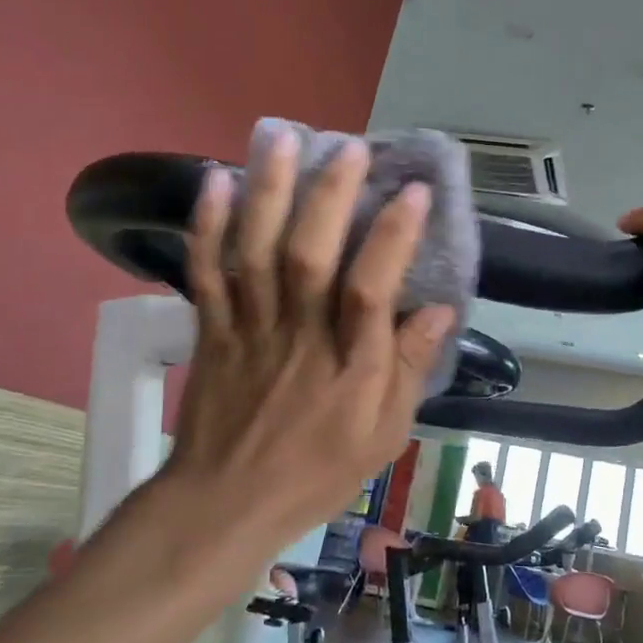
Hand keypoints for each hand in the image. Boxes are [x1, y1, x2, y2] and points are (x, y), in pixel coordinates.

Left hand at [157, 126, 454, 545]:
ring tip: (282, 139)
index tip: (415, 192)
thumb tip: (438, 310)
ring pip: (255, 252)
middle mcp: (298, 335)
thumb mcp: (384, 436)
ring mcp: (249, 327)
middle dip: (330, 197)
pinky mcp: (213, 329)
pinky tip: (215, 182)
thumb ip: (408, 369)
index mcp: (347, 364)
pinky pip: (204, 273)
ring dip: (268, 193)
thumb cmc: (316, 471)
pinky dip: (206, 227)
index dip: (393, 238)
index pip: (371, 290)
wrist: (224, 504)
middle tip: (351, 147)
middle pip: (309, 256)